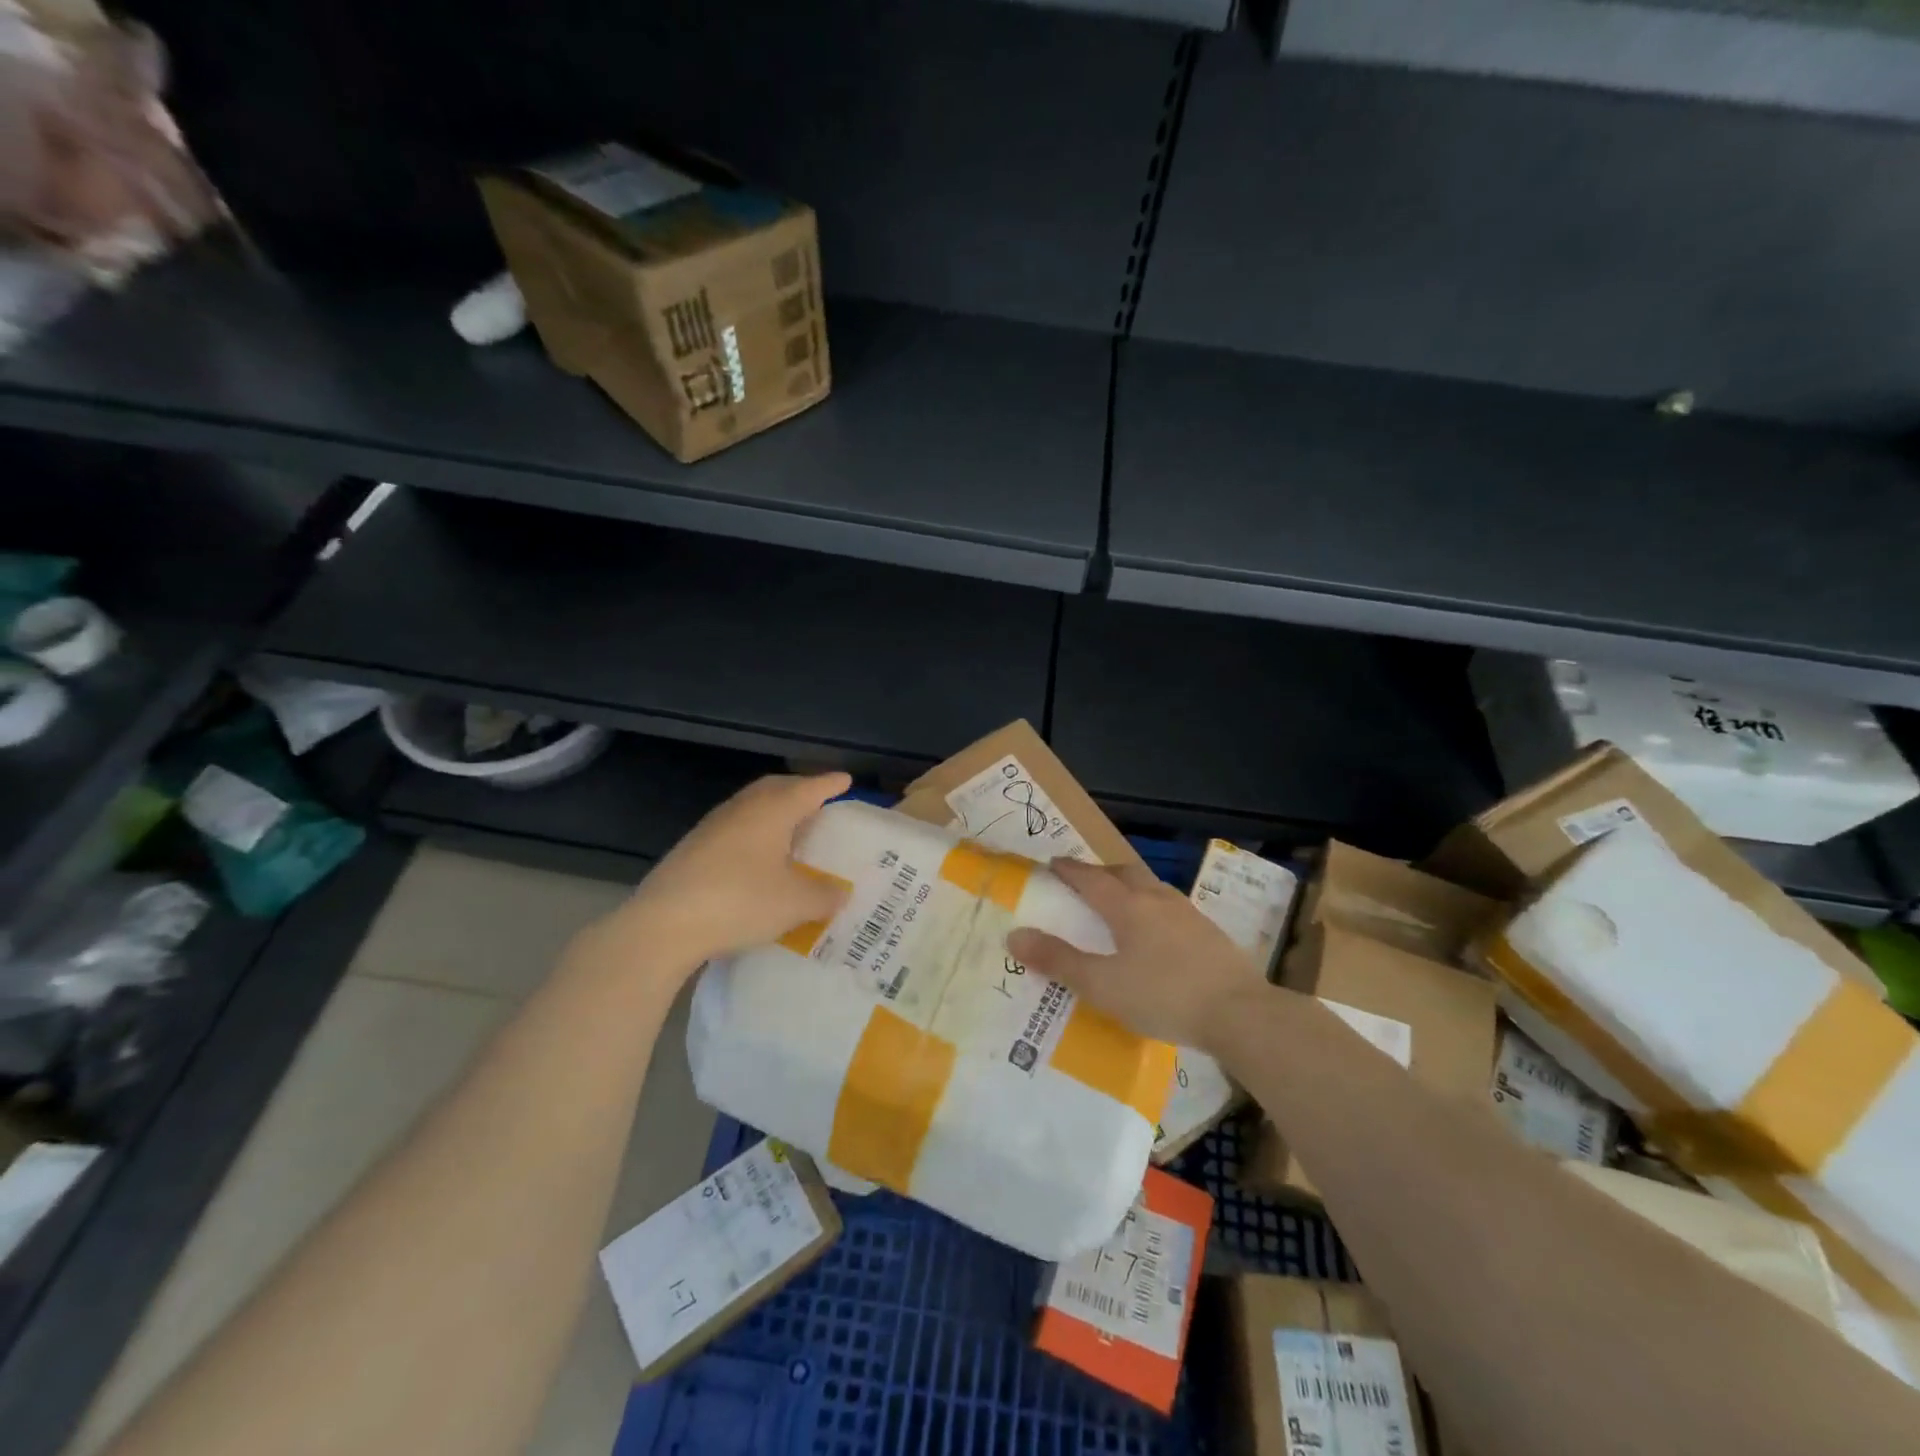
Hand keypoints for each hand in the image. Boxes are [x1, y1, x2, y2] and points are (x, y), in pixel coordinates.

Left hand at [582, 772, 852, 979]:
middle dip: (799, 789)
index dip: (829, 784)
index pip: (808, 788)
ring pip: (751, 807)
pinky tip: (756, 858)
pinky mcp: (692, 848)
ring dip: (773, 811)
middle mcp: (742, 809)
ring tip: (790, 828)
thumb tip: (839, 893)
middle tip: (818, 799)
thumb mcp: (795, 903)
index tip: (845, 780)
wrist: (664, 924)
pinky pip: (734, 828)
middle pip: (775, 788)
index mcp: (772, 810)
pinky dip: (753, 833)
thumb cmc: (740, 901)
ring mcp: (712, 827)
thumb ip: (823, 896)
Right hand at [1006, 858, 1266, 1048]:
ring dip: (1130, 887)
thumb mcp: (1102, 985)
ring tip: (1119, 903)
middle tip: (1084, 880)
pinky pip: (1171, 907)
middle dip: (1101, 872)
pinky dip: (1152, 908)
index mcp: (1128, 906)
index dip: (1069, 870)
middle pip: (1125, 873)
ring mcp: (1188, 914)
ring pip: (1151, 887)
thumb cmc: (1164, 995)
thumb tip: (1015, 935)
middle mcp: (1157, 899)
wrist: (1240, 1013)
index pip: (1091, 878)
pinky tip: (1157, 933)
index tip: (1052, 863)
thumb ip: (1059, 961)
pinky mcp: (1209, 933)